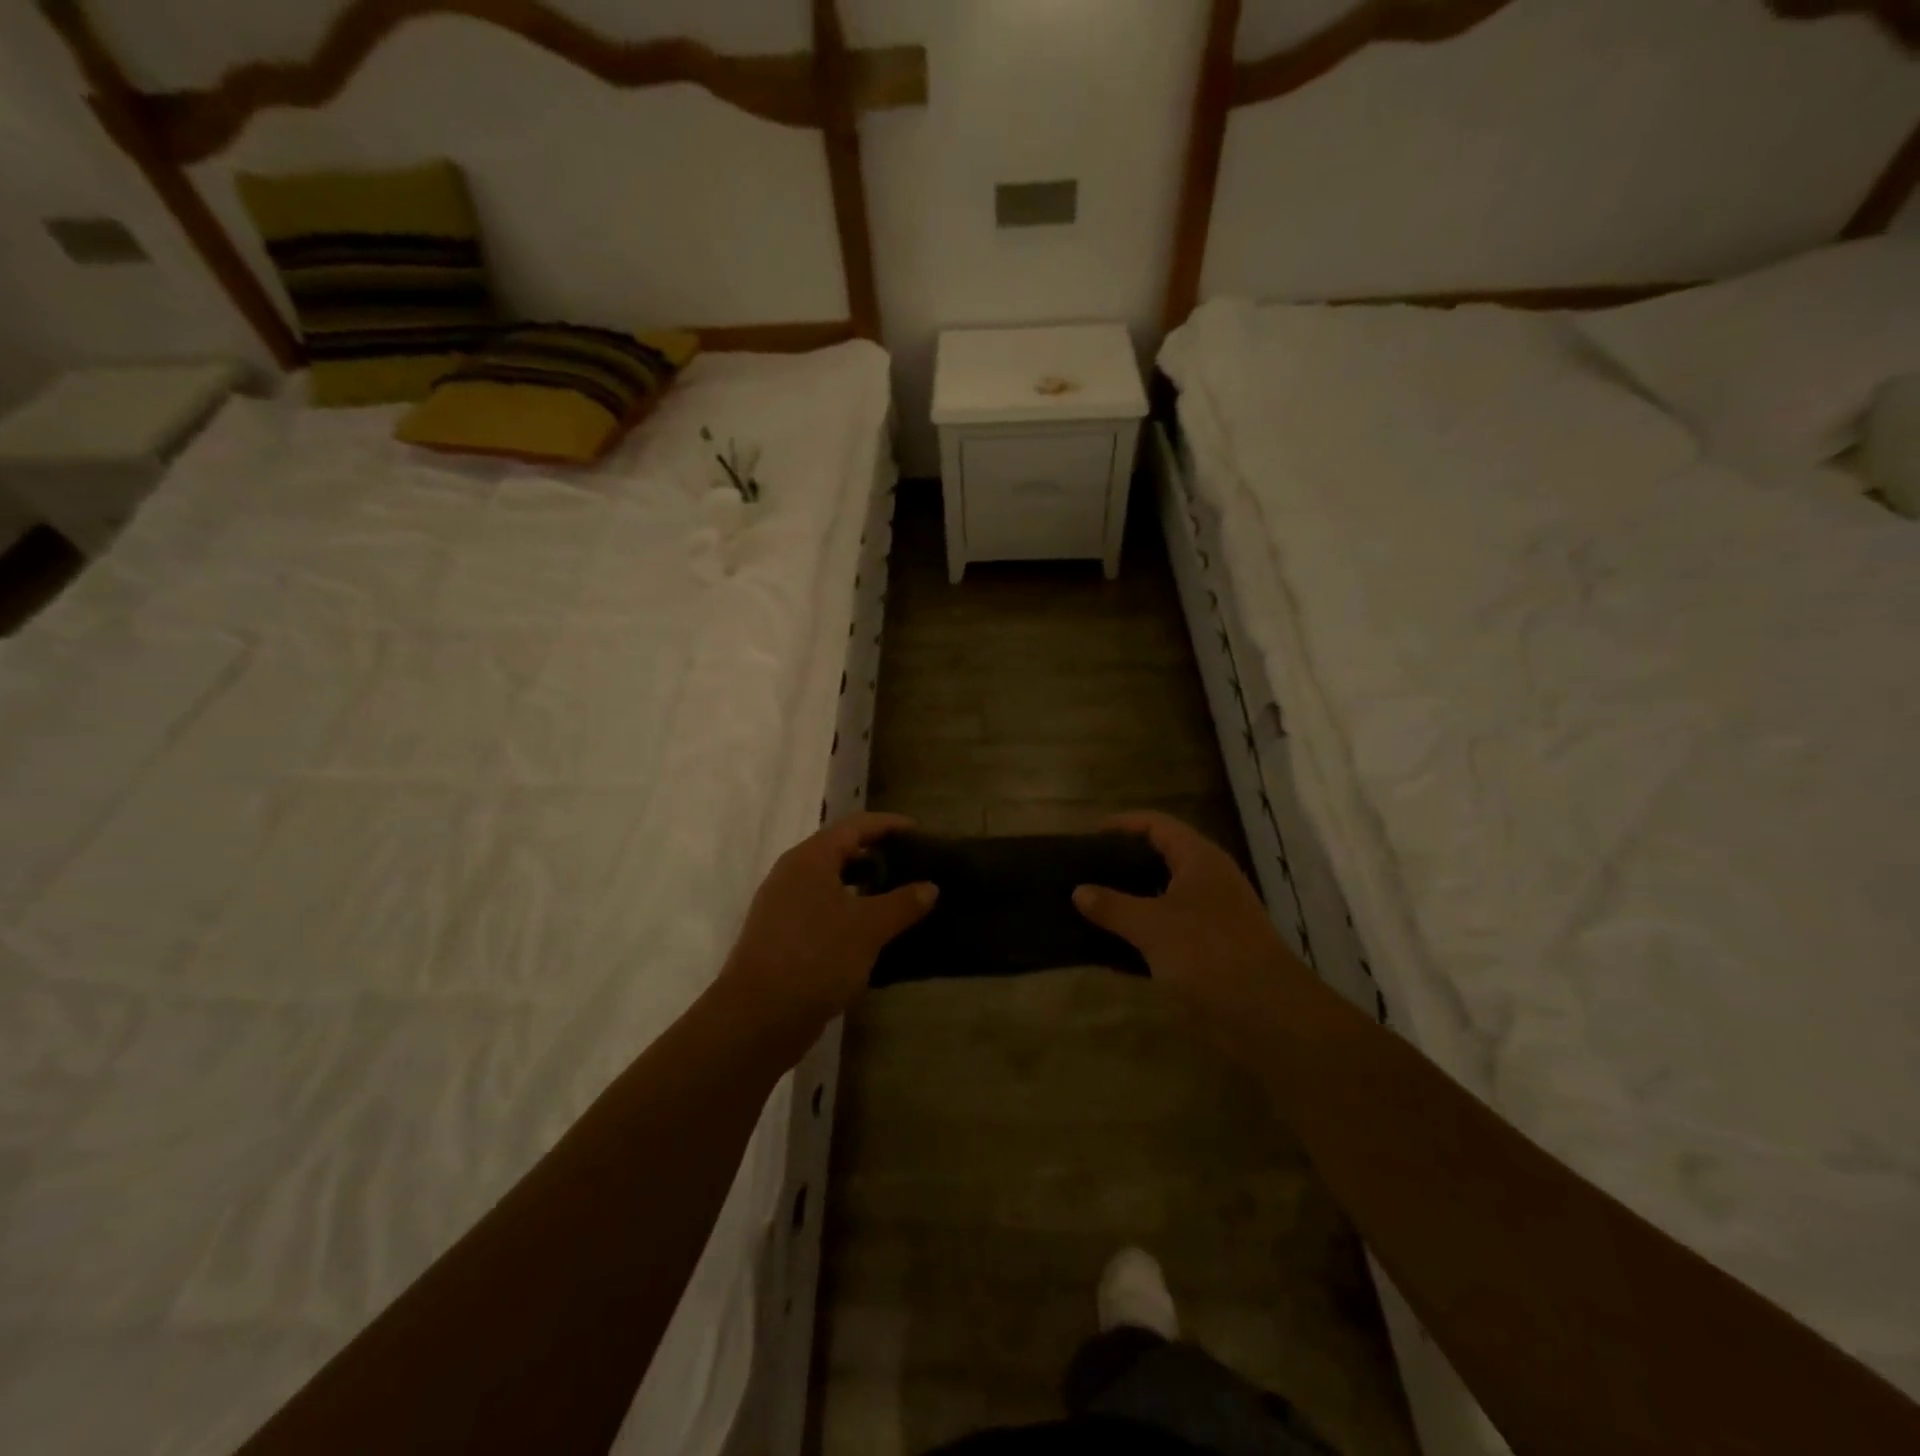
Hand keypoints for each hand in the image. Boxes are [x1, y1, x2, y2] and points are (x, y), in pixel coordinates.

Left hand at [719, 812, 936, 1046]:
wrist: (757, 1018)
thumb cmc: (816, 958)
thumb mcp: (868, 928)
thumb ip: (902, 903)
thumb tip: (930, 887)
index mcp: (810, 859)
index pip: (855, 826)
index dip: (888, 824)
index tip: (920, 832)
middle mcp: (793, 875)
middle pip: (841, 851)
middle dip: (878, 856)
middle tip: (914, 866)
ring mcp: (784, 907)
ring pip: (832, 884)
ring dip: (865, 887)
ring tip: (900, 899)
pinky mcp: (783, 937)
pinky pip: (824, 911)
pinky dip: (851, 913)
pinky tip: (874, 934)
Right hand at [1073, 812, 1305, 1028]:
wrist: (1267, 1014)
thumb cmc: (1209, 953)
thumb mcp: (1152, 926)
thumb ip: (1112, 906)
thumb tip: (1079, 891)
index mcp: (1199, 860)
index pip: (1157, 825)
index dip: (1123, 824)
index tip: (1088, 836)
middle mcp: (1205, 882)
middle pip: (1158, 860)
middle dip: (1120, 865)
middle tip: (1082, 873)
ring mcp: (1208, 918)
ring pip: (1158, 899)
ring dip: (1126, 904)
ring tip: (1087, 908)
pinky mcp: (1206, 952)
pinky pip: (1163, 934)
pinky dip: (1137, 938)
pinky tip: (1106, 950)